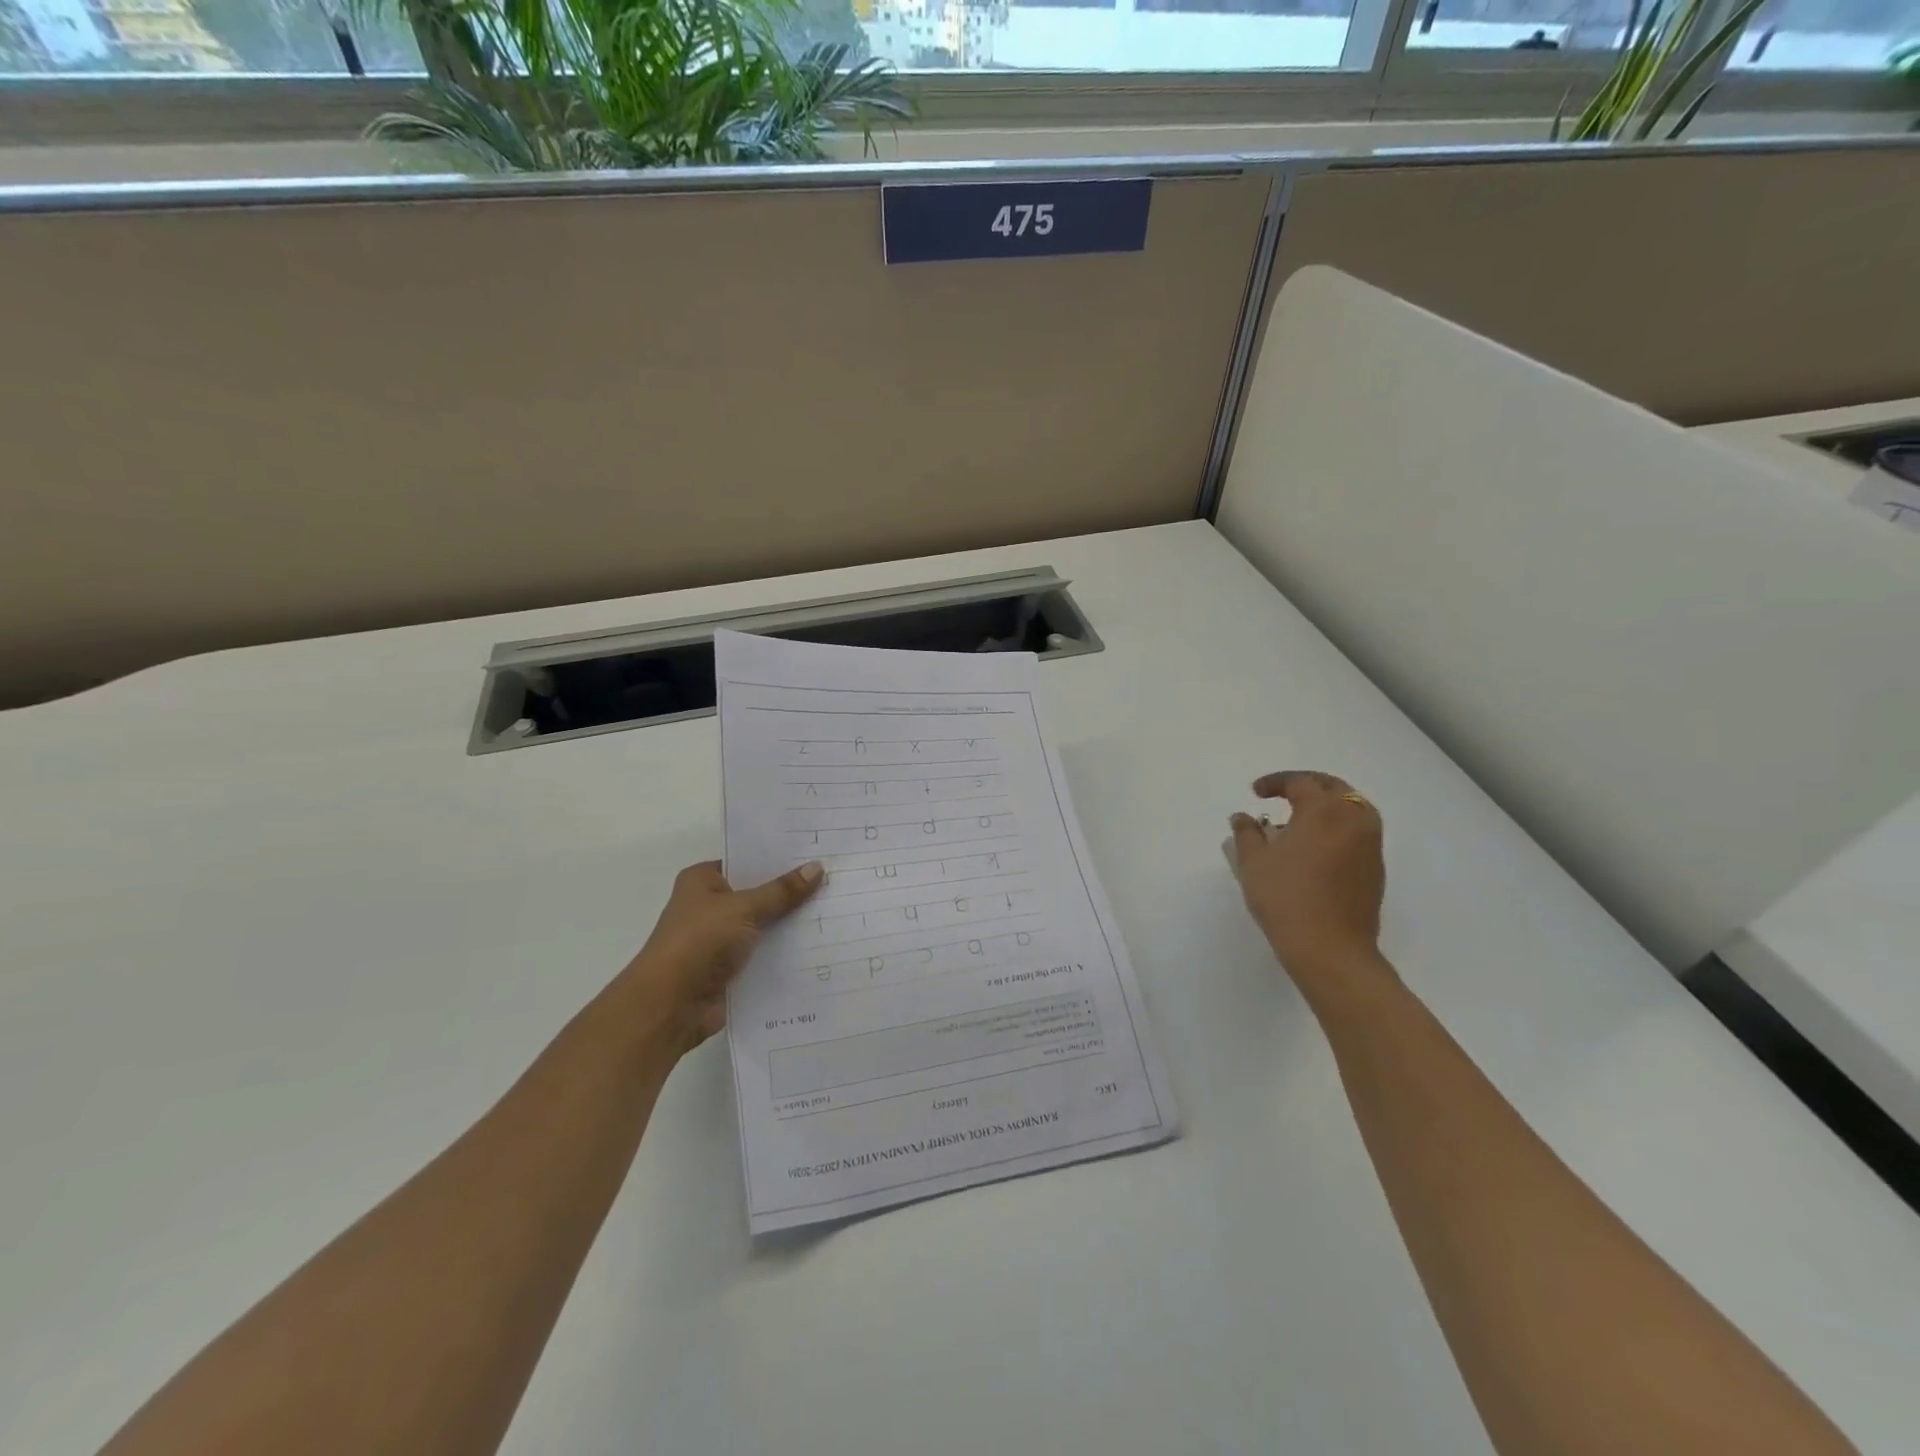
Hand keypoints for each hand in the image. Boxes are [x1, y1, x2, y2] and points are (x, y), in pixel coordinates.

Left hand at [619, 859, 825, 1055]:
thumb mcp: (744, 908)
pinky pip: (765, 954)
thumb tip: (817, 868)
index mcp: (703, 880)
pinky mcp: (730, 969)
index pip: (747, 860)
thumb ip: (781, 891)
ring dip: (791, 924)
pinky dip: (785, 952)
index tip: (817, 852)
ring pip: (765, 925)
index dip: (780, 857)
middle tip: (835, 878)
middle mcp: (710, 906)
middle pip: (759, 893)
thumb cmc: (699, 942)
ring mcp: (720, 939)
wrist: (670, 1006)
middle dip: (791, 891)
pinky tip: (820, 945)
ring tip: (836, 909)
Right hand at [1230, 771, 1385, 991]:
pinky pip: (1359, 832)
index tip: (1255, 794)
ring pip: (1353, 808)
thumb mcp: (1253, 862)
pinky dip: (1339, 827)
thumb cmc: (1285, 898)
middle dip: (1307, 785)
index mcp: (1323, 811)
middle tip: (1284, 794)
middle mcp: (1353, 819)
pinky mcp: (1375, 868)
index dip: (1275, 782)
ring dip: (1328, 805)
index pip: (1300, 782)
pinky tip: (1317, 847)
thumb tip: (1242, 817)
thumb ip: (1246, 833)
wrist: (1329, 948)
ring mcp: (1370, 844)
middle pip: (1334, 788)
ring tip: (1302, 820)